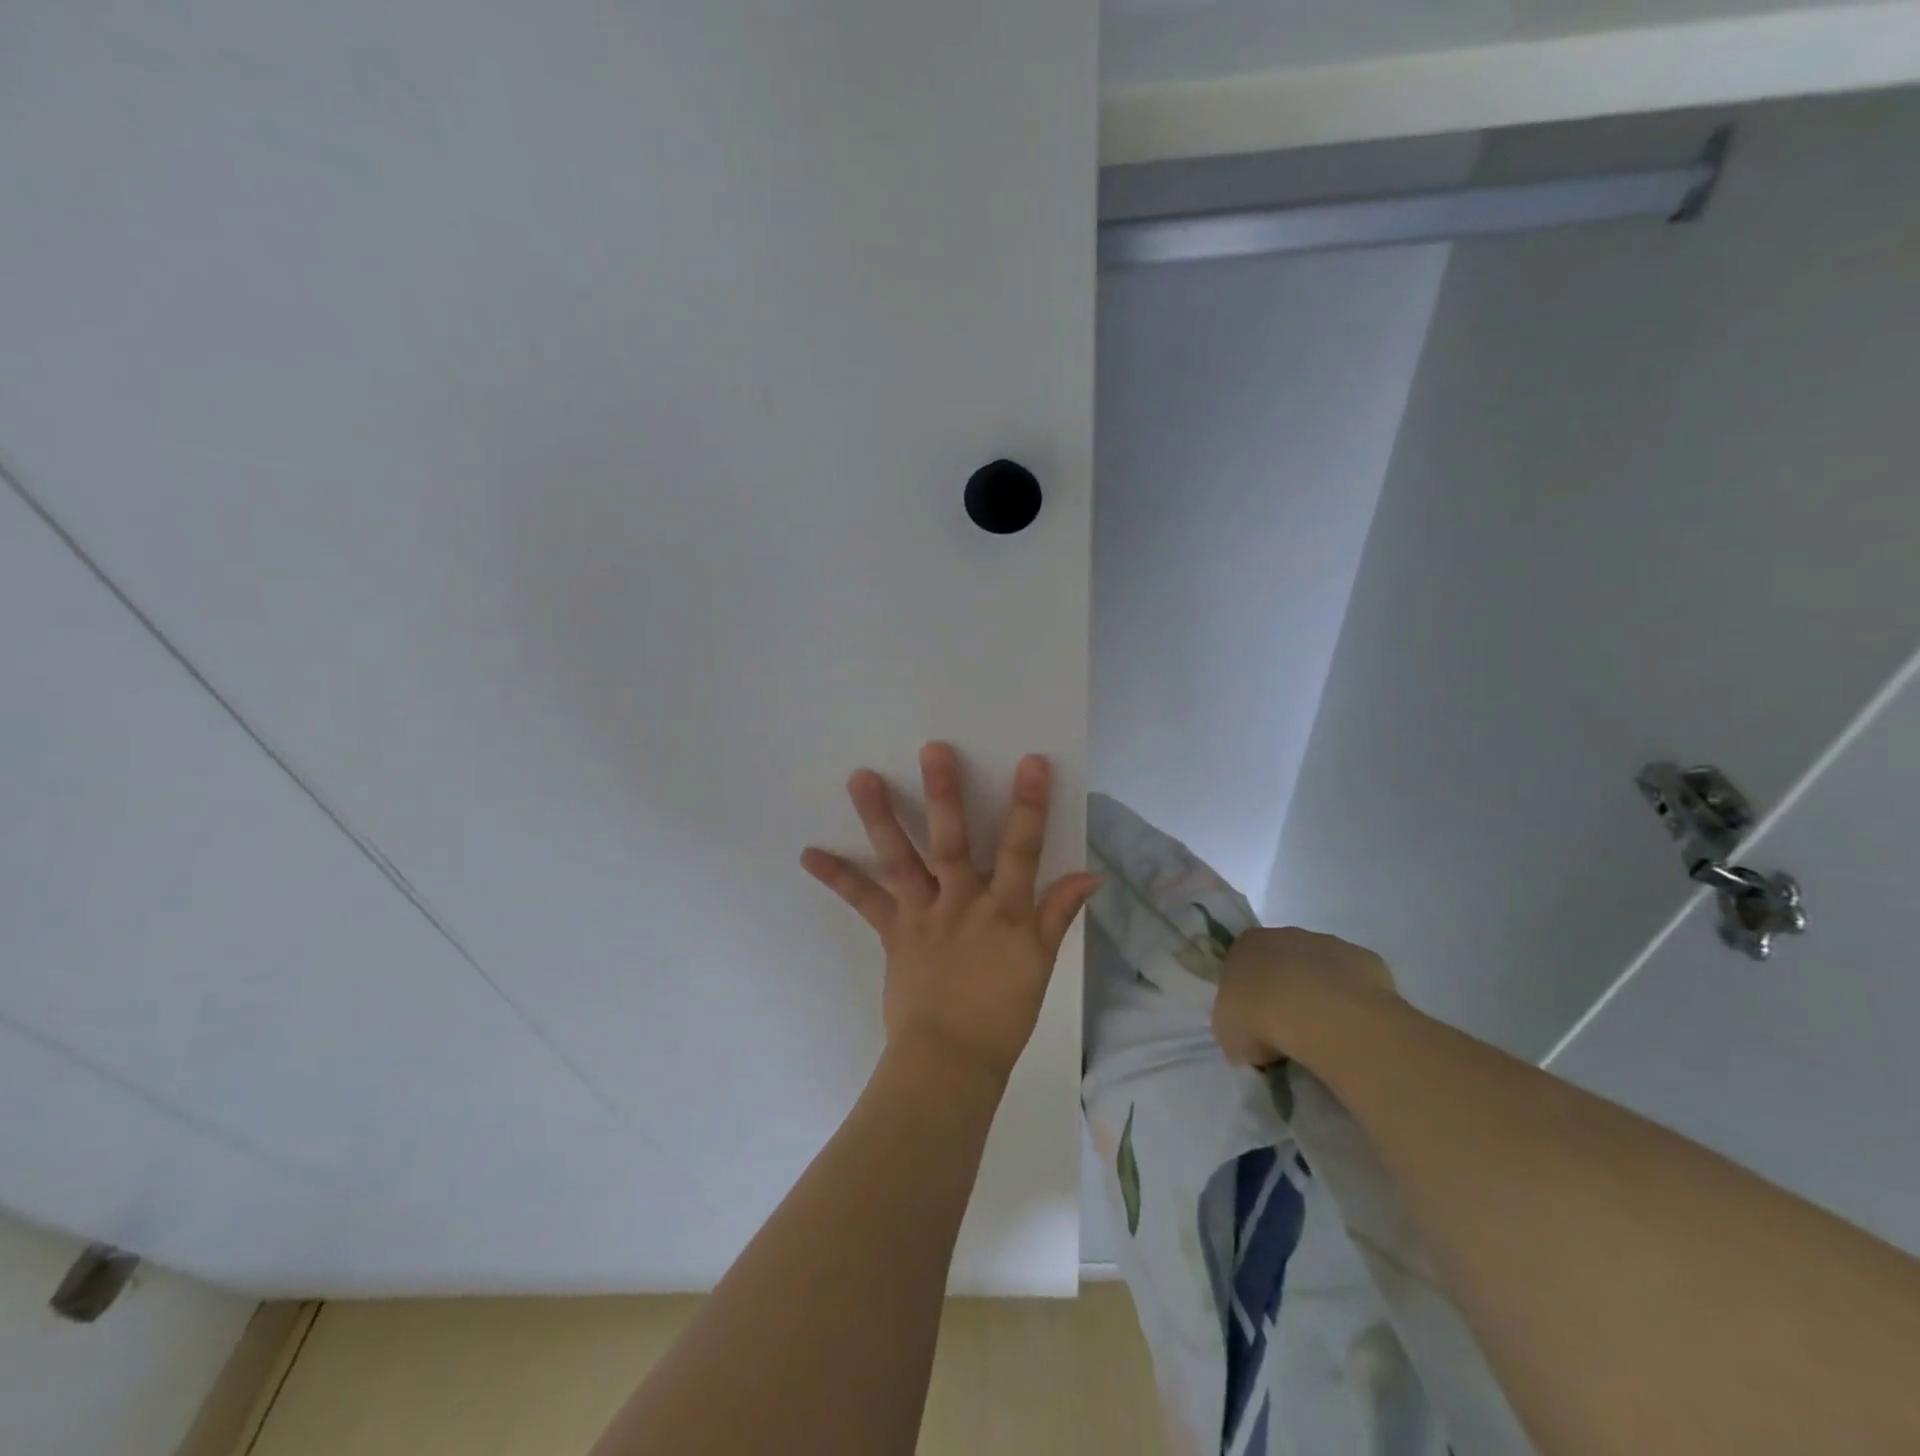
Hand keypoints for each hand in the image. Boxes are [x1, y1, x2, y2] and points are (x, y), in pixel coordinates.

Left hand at [802, 742, 1098, 1085]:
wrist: (950, 1061)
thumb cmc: (1003, 1013)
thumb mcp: (1040, 963)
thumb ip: (1058, 913)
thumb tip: (1090, 874)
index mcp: (1004, 910)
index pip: (1023, 850)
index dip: (1029, 806)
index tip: (1031, 762)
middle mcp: (961, 902)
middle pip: (952, 843)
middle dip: (944, 795)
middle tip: (931, 750)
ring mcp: (922, 914)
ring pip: (901, 860)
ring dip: (880, 818)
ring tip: (861, 778)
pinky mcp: (893, 931)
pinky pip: (864, 900)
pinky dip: (838, 876)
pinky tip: (810, 854)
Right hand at [1212, 926, 1398, 1069]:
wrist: (1322, 1016)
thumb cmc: (1261, 1019)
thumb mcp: (1228, 1034)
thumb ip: (1236, 1026)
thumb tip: (1251, 1037)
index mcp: (1245, 944)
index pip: (1241, 964)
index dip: (1248, 994)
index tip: (1254, 1022)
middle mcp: (1284, 935)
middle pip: (1282, 962)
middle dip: (1285, 991)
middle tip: (1288, 1030)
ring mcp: (1327, 944)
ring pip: (1321, 970)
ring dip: (1320, 995)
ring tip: (1324, 1035)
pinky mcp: (1364, 959)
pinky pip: (1355, 983)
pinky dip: (1353, 1002)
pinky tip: (1352, 1029)